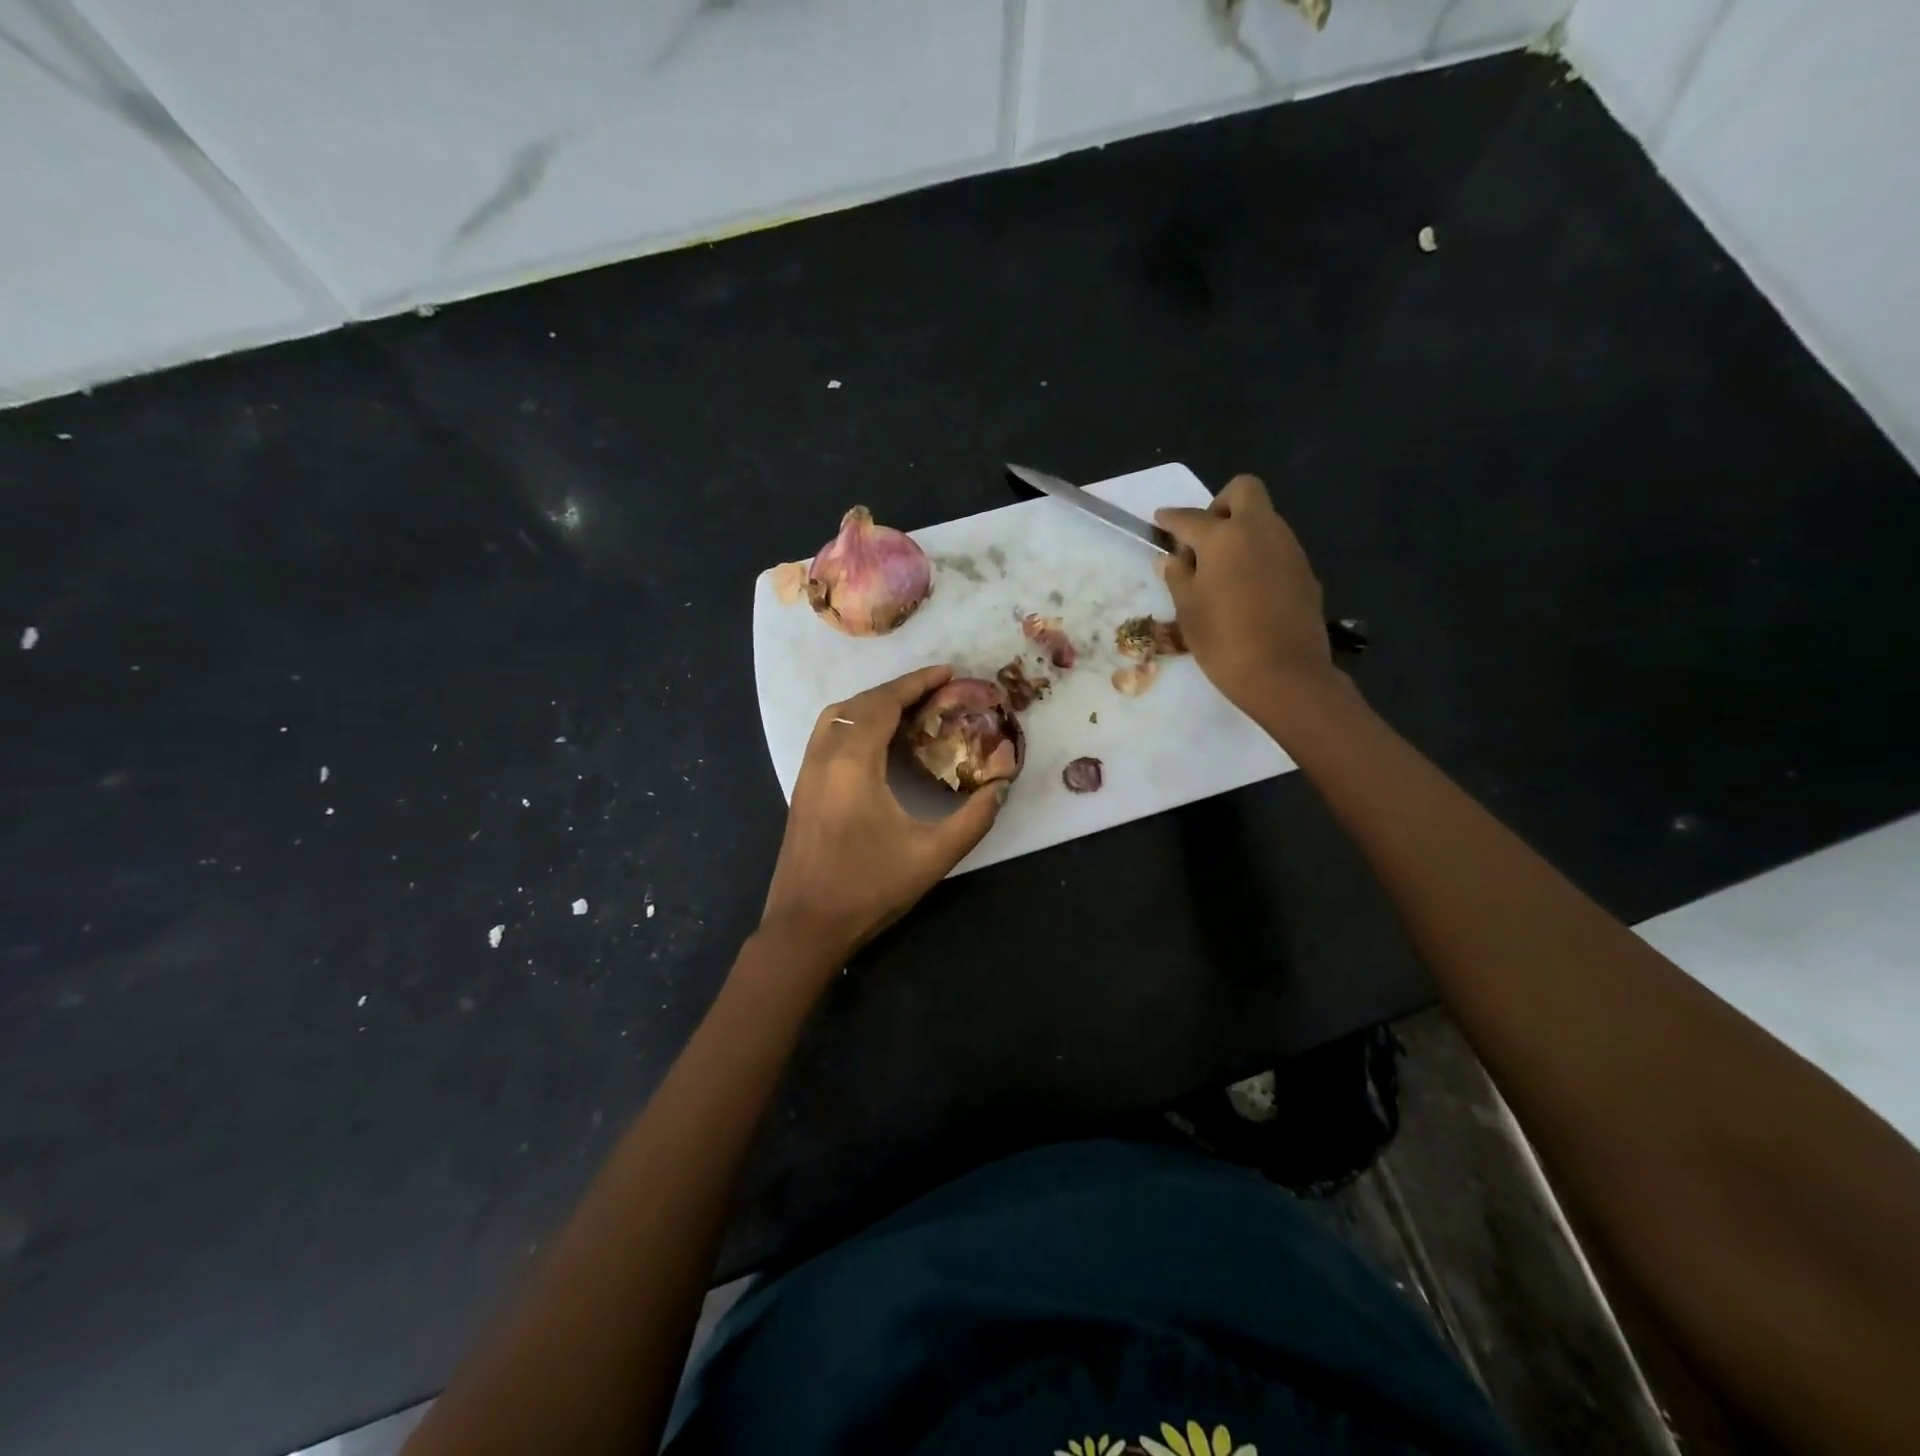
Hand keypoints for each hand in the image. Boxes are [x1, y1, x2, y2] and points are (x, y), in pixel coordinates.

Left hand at [758, 665, 1005, 969]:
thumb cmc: (868, 888)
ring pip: (837, 716)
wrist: (804, 927)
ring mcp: (807, 772)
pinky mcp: (802, 789)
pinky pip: (827, 735)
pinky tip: (877, 744)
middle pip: (860, 703)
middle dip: (898, 690)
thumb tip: (1000, 789)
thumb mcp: (932, 856)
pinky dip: (854, 723)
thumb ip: (973, 819)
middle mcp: (824, 756)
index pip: (884, 703)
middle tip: (936, 691)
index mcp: (853, 762)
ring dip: (872, 704)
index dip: (917, 683)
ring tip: (908, 711)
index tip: (948, 672)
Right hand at [1155, 474, 1343, 724]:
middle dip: (1219, 505)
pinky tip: (1247, 590)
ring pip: (1263, 519)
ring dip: (1240, 532)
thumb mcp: (1188, 611)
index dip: (1171, 519)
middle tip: (1203, 540)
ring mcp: (1288, 548)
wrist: (1286, 675)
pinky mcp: (1305, 571)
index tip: (1160, 521)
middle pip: (1243, 491)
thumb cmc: (1225, 642)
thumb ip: (1178, 576)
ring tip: (1222, 571)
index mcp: (1225, 537)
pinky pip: (1276, 547)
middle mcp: (1261, 530)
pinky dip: (1258, 555)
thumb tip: (1172, 558)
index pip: (1190, 518)